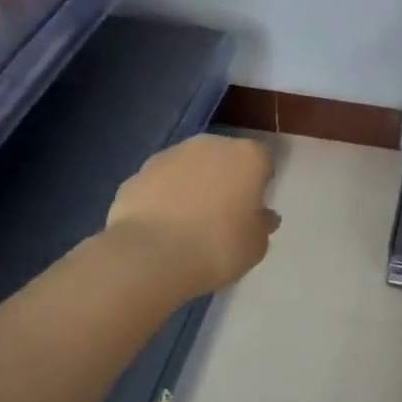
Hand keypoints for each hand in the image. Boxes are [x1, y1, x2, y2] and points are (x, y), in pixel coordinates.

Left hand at [105, 134, 279, 297]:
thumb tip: (261, 216)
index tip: (254, 207)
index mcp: (247, 156)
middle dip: (225, 178)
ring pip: (189, 166)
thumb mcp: (256, 245)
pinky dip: (163, 198)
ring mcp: (169, 155)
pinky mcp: (137, 173)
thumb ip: (262, 224)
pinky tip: (161, 227)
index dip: (260, 182)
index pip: (263, 159)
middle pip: (224, 157)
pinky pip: (160, 183)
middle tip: (223, 214)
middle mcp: (210, 145)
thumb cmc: (217, 247)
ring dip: (192, 185)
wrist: (150, 257)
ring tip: (188, 223)